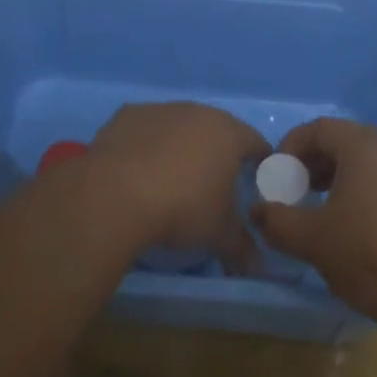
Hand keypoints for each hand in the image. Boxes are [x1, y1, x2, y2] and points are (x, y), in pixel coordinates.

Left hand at [88, 102, 269, 270]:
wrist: (117, 192)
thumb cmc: (183, 208)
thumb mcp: (219, 234)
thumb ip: (242, 247)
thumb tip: (258, 266)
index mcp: (229, 134)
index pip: (256, 142)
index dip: (258, 162)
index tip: (255, 180)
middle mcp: (199, 112)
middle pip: (217, 129)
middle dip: (218, 152)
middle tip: (213, 182)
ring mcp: (162, 109)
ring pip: (180, 126)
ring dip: (181, 146)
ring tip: (172, 177)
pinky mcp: (129, 115)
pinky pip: (147, 129)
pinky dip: (148, 144)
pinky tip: (139, 169)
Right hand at [252, 118, 376, 330]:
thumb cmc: (368, 255)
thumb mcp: (312, 239)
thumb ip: (277, 220)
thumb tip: (257, 210)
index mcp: (366, 145)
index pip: (319, 129)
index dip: (291, 146)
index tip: (277, 174)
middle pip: (347, 140)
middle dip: (316, 162)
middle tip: (298, 191)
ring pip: (372, 160)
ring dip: (343, 176)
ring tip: (327, 209)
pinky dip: (370, 189)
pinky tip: (362, 224)